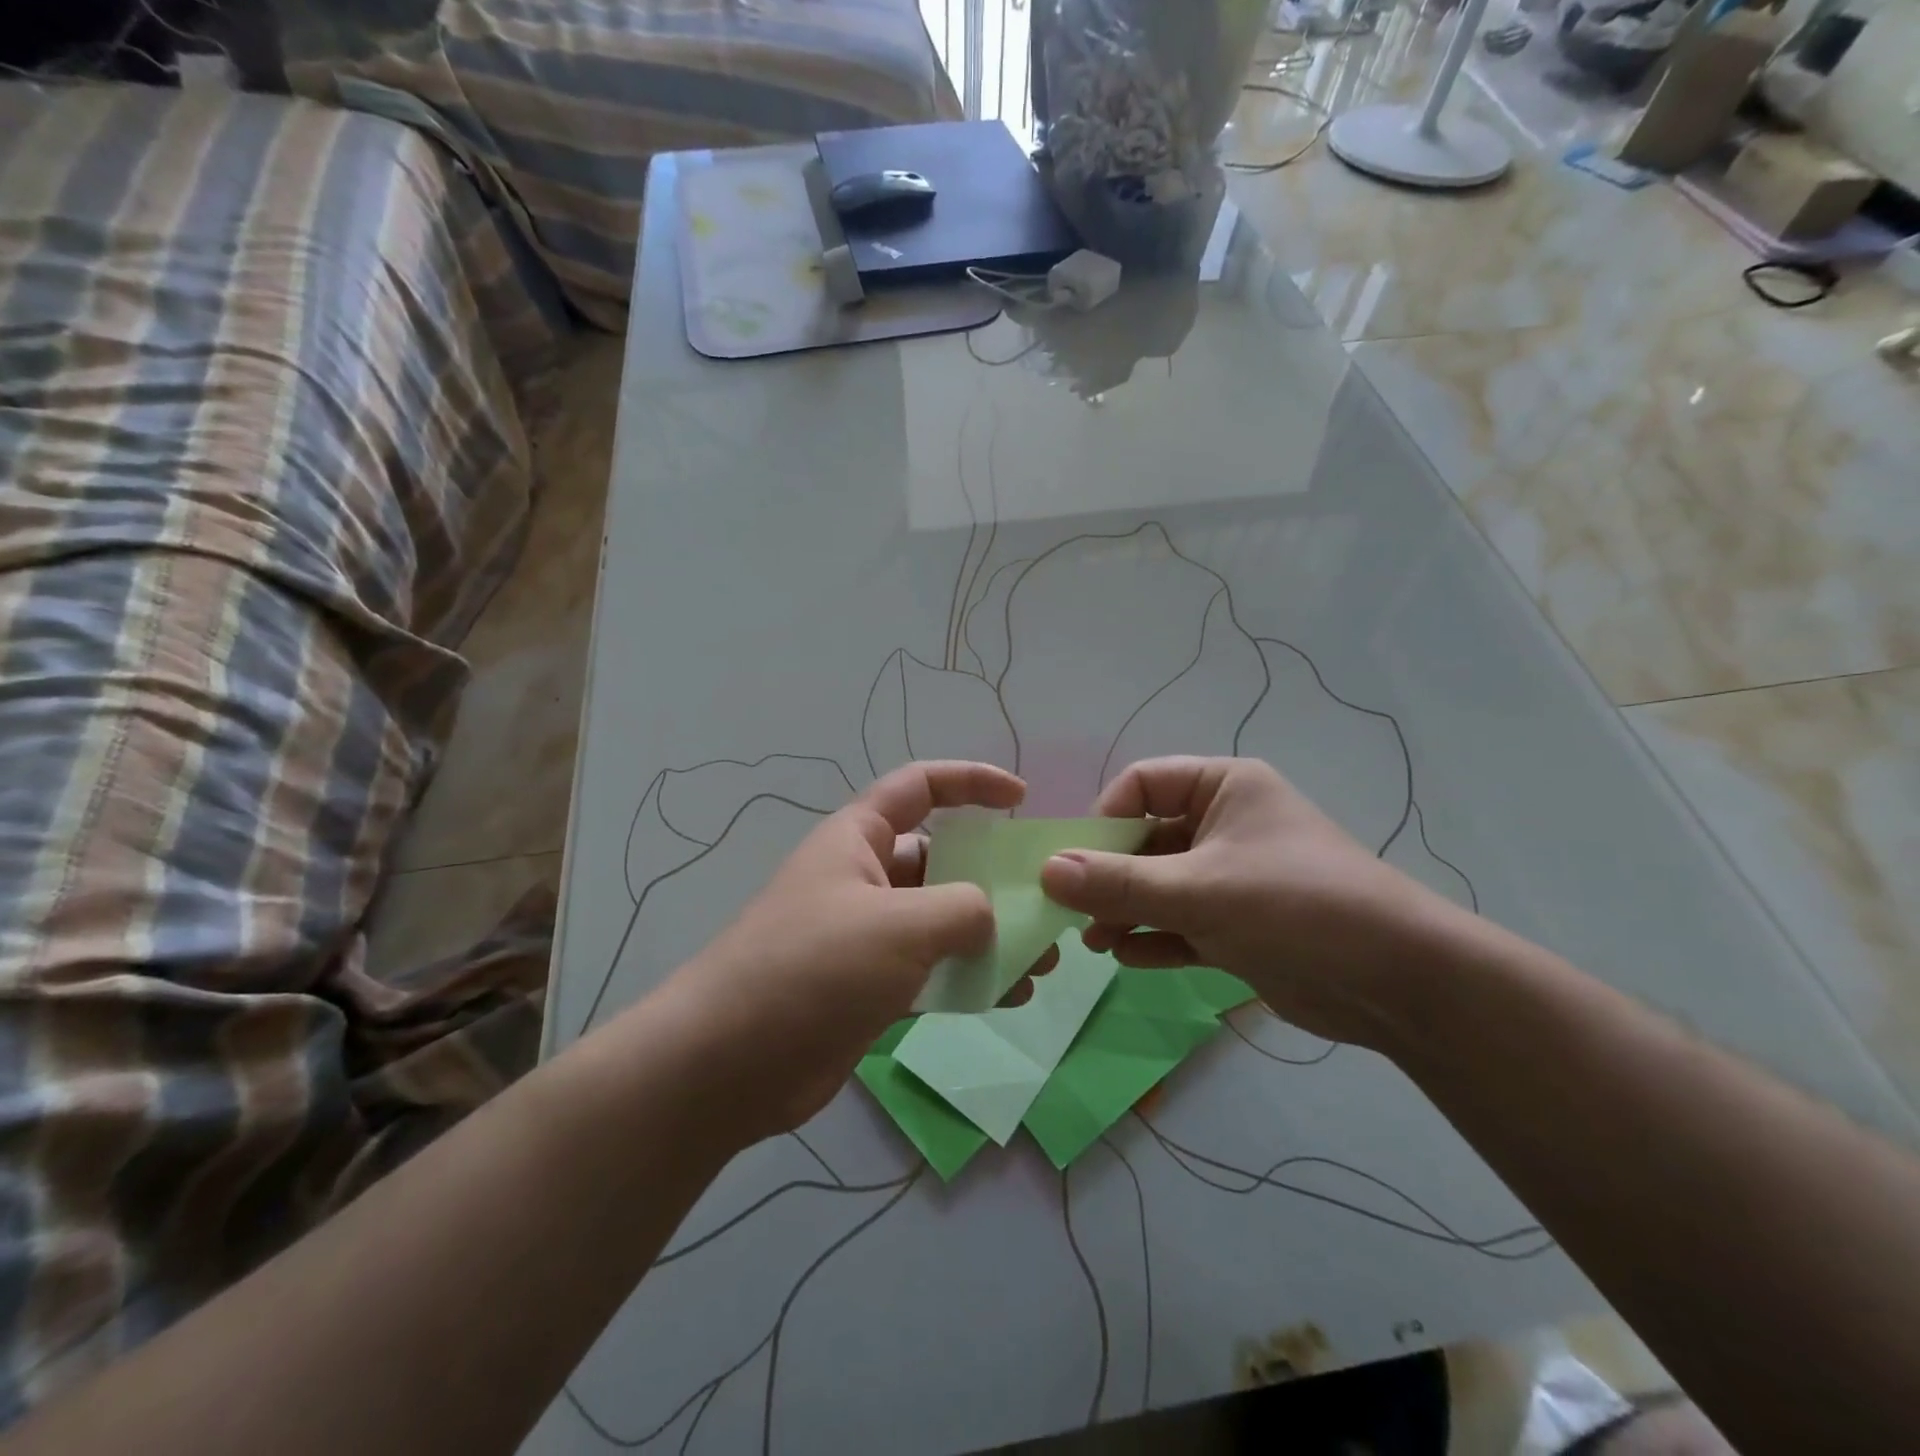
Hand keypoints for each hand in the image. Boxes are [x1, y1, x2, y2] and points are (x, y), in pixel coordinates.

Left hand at [652, 761, 1024, 1143]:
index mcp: (859, 838)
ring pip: (941, 920)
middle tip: (1045, 904)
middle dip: (994, 877)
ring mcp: (866, 935)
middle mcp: (863, 877)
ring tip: (1041, 961)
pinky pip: (931, 970)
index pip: (921, 786)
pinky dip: (968, 977)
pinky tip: (1009, 996)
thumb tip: (990, 916)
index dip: (972, 782)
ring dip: (991, 935)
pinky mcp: (869, 987)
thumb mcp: (898, 925)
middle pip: (940, 859)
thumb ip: (961, 909)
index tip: (1021, 799)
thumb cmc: (812, 968)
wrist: (728, 1064)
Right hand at [1038, 756, 1469, 1047]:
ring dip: (1125, 910)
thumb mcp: (1198, 890)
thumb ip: (1118, 883)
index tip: (1076, 862)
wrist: (1399, 982)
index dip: (1103, 819)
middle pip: (1145, 838)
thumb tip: (1046, 871)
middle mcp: (1225, 824)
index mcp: (1223, 788)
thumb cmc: (1295, 907)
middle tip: (1074, 913)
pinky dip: (1154, 937)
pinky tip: (1127, 958)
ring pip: (1160, 884)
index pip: (1142, 784)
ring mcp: (1232, 876)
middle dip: (1108, 876)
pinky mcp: (1240, 924)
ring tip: (1094, 943)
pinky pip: (1182, 922)